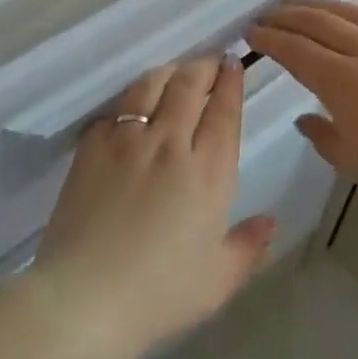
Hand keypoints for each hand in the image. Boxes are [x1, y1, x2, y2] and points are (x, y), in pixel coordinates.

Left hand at [28, 57, 274, 357]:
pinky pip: (113, 111)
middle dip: (203, 66)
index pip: (223, 112)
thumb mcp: (218, 280)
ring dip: (167, 73)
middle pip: (188, 86)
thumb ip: (248, 246)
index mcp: (208, 171)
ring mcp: (126, 142)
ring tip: (174, 72)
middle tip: (209, 60)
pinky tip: (130, 108)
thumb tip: (271, 221)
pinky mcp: (90, 149)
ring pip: (149, 87)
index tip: (233, 64)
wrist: (86, 298)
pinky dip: (127, 102)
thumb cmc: (160, 293)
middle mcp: (169, 144)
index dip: (230, 83)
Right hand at [247, 0, 357, 216]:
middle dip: (286, 16)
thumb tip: (306, 117)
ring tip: (299, 4)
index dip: (269, 39)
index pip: (295, 50)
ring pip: (349, 11)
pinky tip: (352, 9)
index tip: (251, 33)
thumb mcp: (355, 162)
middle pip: (317, 22)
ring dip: (318, 5)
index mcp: (343, 81)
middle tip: (266, 15)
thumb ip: (323, 135)